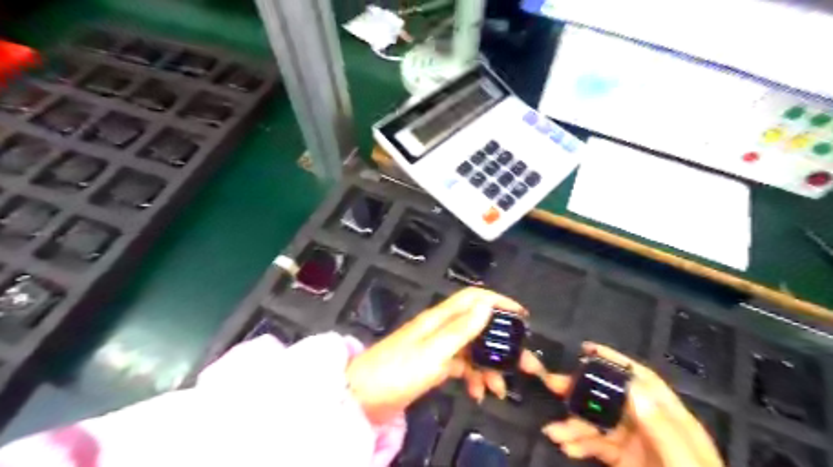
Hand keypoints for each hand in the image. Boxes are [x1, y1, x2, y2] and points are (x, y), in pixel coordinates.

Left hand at [343, 286, 539, 425]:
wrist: (363, 397)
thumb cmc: (398, 371)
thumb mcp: (433, 351)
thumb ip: (461, 329)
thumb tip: (487, 304)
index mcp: (440, 318)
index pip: (473, 298)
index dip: (498, 301)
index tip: (522, 316)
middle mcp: (441, 328)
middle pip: (478, 326)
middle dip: (502, 343)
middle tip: (524, 363)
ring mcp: (438, 348)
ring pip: (473, 350)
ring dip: (489, 367)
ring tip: (499, 389)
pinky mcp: (434, 366)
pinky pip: (462, 367)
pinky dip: (473, 377)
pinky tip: (478, 393)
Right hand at [541, 341, 723, 466]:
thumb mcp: (685, 465)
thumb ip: (661, 430)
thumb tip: (632, 386)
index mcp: (672, 420)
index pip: (642, 381)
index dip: (615, 362)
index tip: (587, 349)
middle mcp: (651, 426)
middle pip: (613, 398)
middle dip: (582, 390)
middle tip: (552, 384)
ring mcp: (636, 445)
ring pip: (599, 423)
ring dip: (574, 425)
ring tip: (553, 432)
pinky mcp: (623, 462)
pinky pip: (597, 446)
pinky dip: (580, 444)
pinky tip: (567, 447)